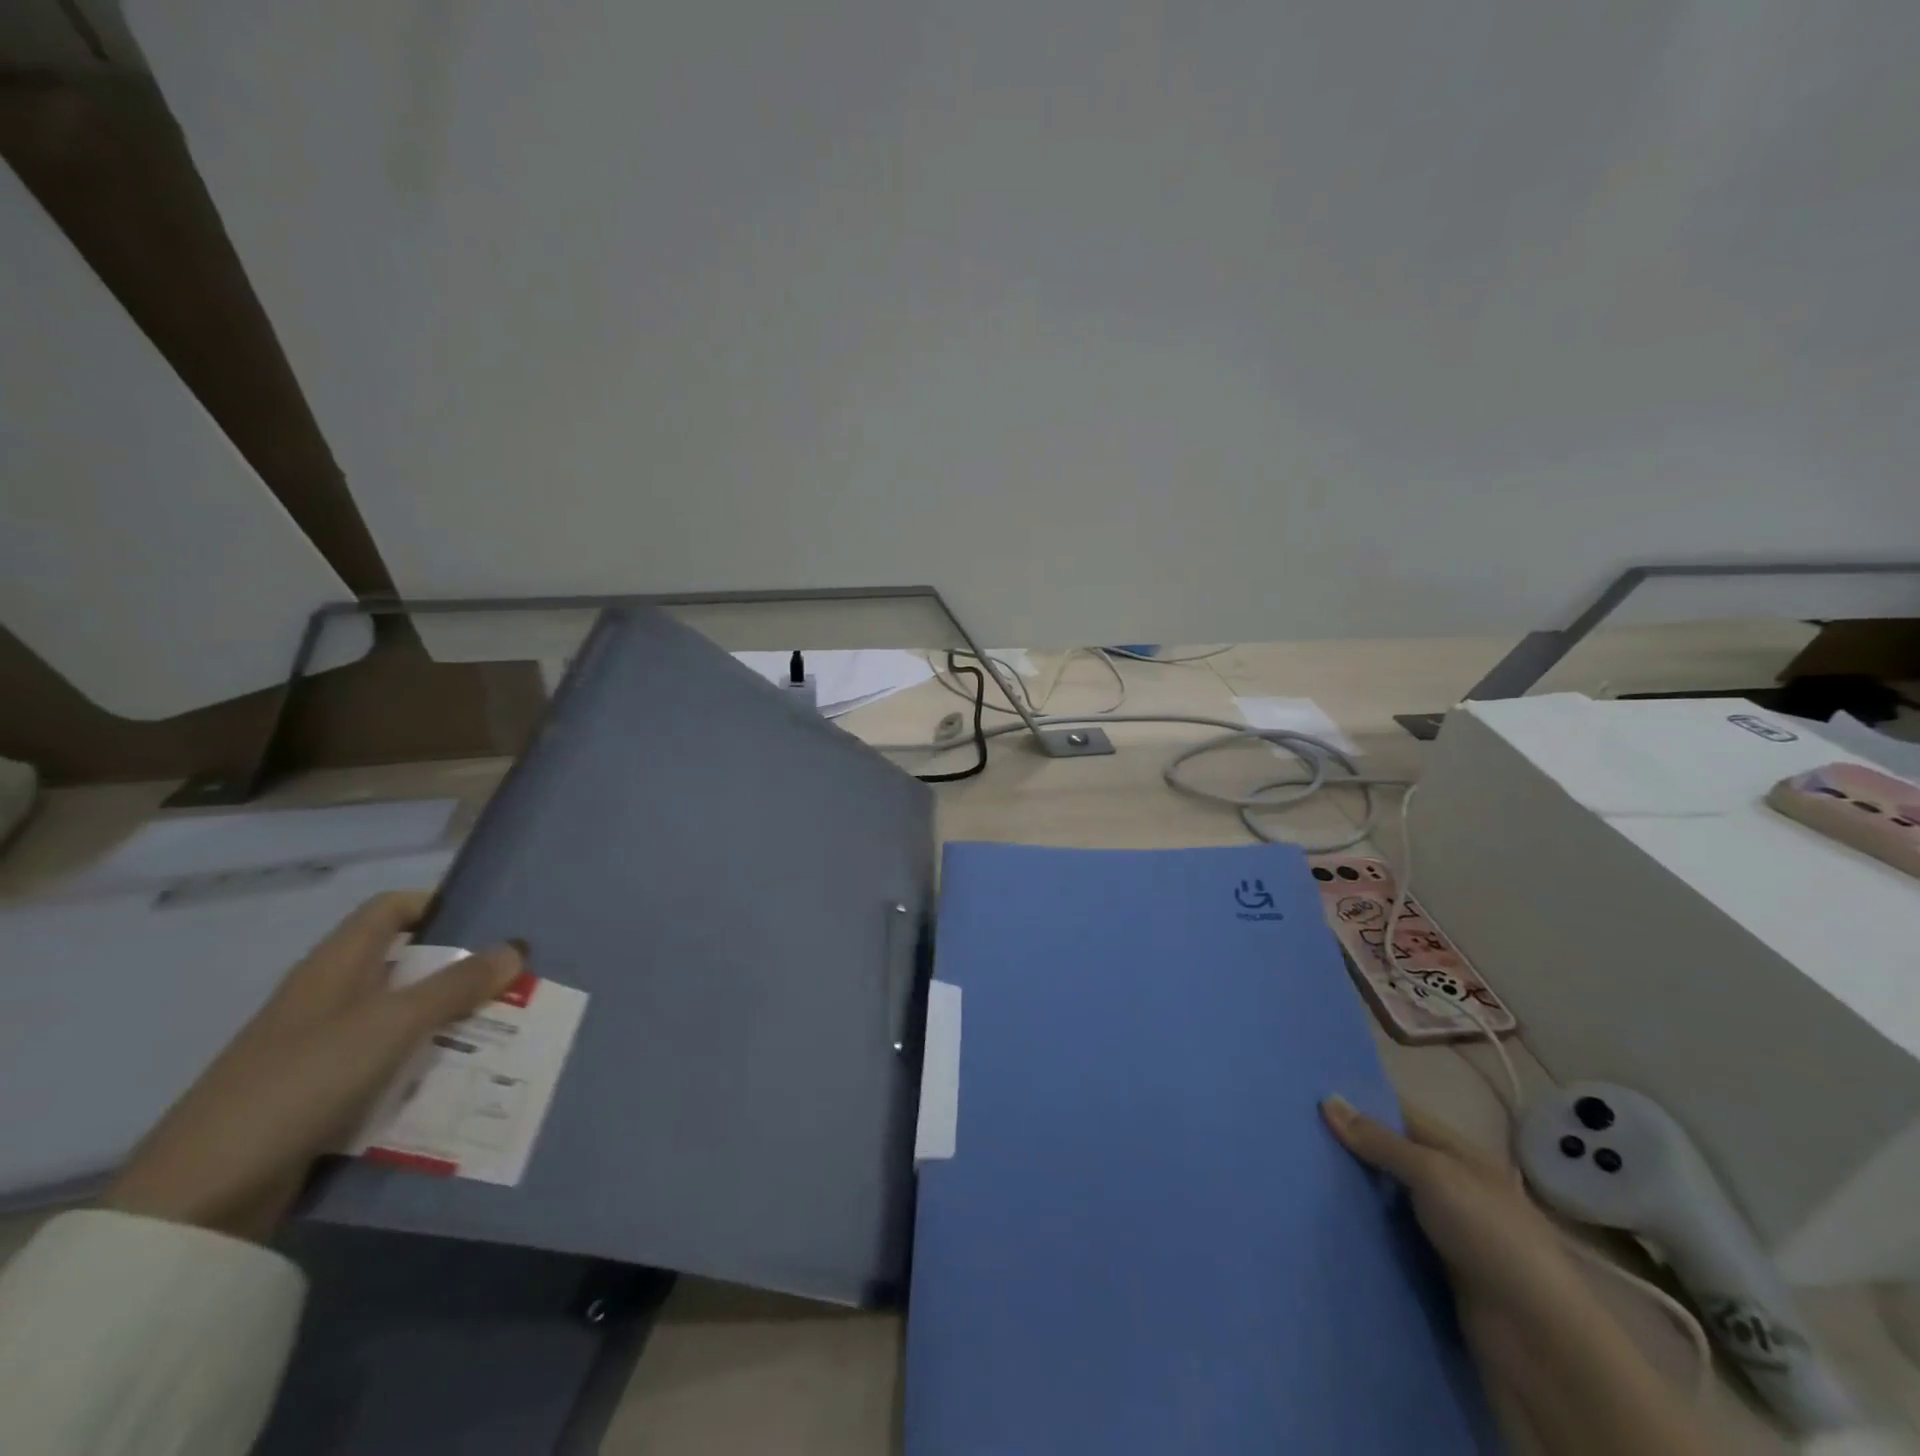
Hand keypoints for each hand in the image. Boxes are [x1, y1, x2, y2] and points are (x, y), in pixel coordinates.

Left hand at [104, 892, 522, 1242]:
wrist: (200, 1198)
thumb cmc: (300, 1083)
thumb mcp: (390, 1026)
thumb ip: (455, 986)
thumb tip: (515, 948)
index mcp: (334, 967)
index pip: (390, 910)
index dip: (437, 906)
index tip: (490, 924)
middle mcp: (330, 999)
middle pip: (406, 966)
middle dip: (462, 973)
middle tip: (517, 983)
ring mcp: (324, 1050)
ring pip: (404, 1020)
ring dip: (451, 1024)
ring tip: (508, 1033)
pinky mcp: (324, 1096)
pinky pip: (390, 1067)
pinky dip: (426, 1069)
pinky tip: (463, 1083)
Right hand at [1321, 1095, 1584, 1320]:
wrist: (1537, 1339)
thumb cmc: (1490, 1236)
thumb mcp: (1433, 1175)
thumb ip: (1380, 1141)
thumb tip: (1327, 1100)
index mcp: (1461, 1156)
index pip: (1402, 1116)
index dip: (1361, 1103)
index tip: (1311, 1095)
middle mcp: (1453, 1188)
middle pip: (1391, 1156)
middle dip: (1350, 1145)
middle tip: (1296, 1131)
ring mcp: (1444, 1231)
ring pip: (1386, 1197)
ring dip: (1352, 1188)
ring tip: (1299, 1169)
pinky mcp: (1433, 1269)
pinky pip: (1388, 1235)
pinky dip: (1362, 1226)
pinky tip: (1323, 1216)